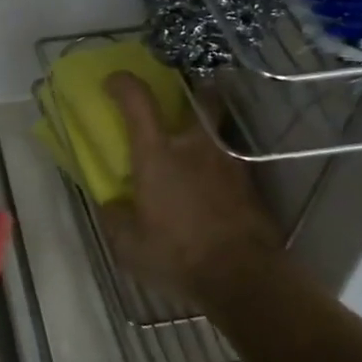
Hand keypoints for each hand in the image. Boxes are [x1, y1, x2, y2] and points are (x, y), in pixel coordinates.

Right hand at [98, 72, 281, 306]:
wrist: (244, 279)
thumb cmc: (178, 255)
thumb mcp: (129, 245)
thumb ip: (116, 218)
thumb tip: (111, 204)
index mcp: (157, 155)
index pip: (138, 102)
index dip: (124, 84)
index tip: (113, 81)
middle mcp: (195, 147)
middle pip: (201, 99)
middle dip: (193, 90)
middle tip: (180, 99)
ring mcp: (228, 164)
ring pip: (218, 131)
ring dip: (205, 132)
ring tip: (194, 152)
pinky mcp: (249, 186)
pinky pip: (229, 162)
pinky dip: (218, 167)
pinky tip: (210, 187)